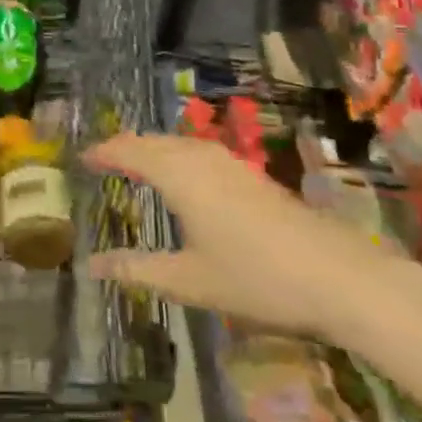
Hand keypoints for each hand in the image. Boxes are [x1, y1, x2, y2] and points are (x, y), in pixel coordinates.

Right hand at [81, 134, 421, 346]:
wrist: (340, 277)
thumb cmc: (256, 278)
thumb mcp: (188, 281)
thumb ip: (137, 270)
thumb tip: (91, 265)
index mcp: (178, 174)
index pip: (128, 151)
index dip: (102, 152)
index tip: (80, 159)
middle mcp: (200, 158)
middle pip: (152, 140)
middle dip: (125, 146)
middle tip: (102, 160)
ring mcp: (230, 164)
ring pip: (178, 143)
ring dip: (152, 149)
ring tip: (135, 164)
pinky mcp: (252, 175)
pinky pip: (198, 152)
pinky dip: (176, 156)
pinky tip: (183, 177)